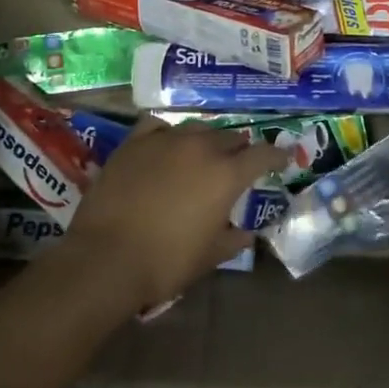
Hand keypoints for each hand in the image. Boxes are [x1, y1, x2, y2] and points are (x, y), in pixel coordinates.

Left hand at [59, 120, 287, 313]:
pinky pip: (158, 126)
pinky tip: (167, 143)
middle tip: (238, 162)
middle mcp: (200, 148)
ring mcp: (164, 140)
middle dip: (239, 149)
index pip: (262, 154)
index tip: (282, 158)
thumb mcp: (209, 256)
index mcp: (226, 175)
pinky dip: (169, 133)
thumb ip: (232, 239)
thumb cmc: (165, 261)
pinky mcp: (134, 142)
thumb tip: (246, 233)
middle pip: (230, 137)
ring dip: (206, 139)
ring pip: (196, 128)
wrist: (106, 256)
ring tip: (204, 152)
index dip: (276, 155)